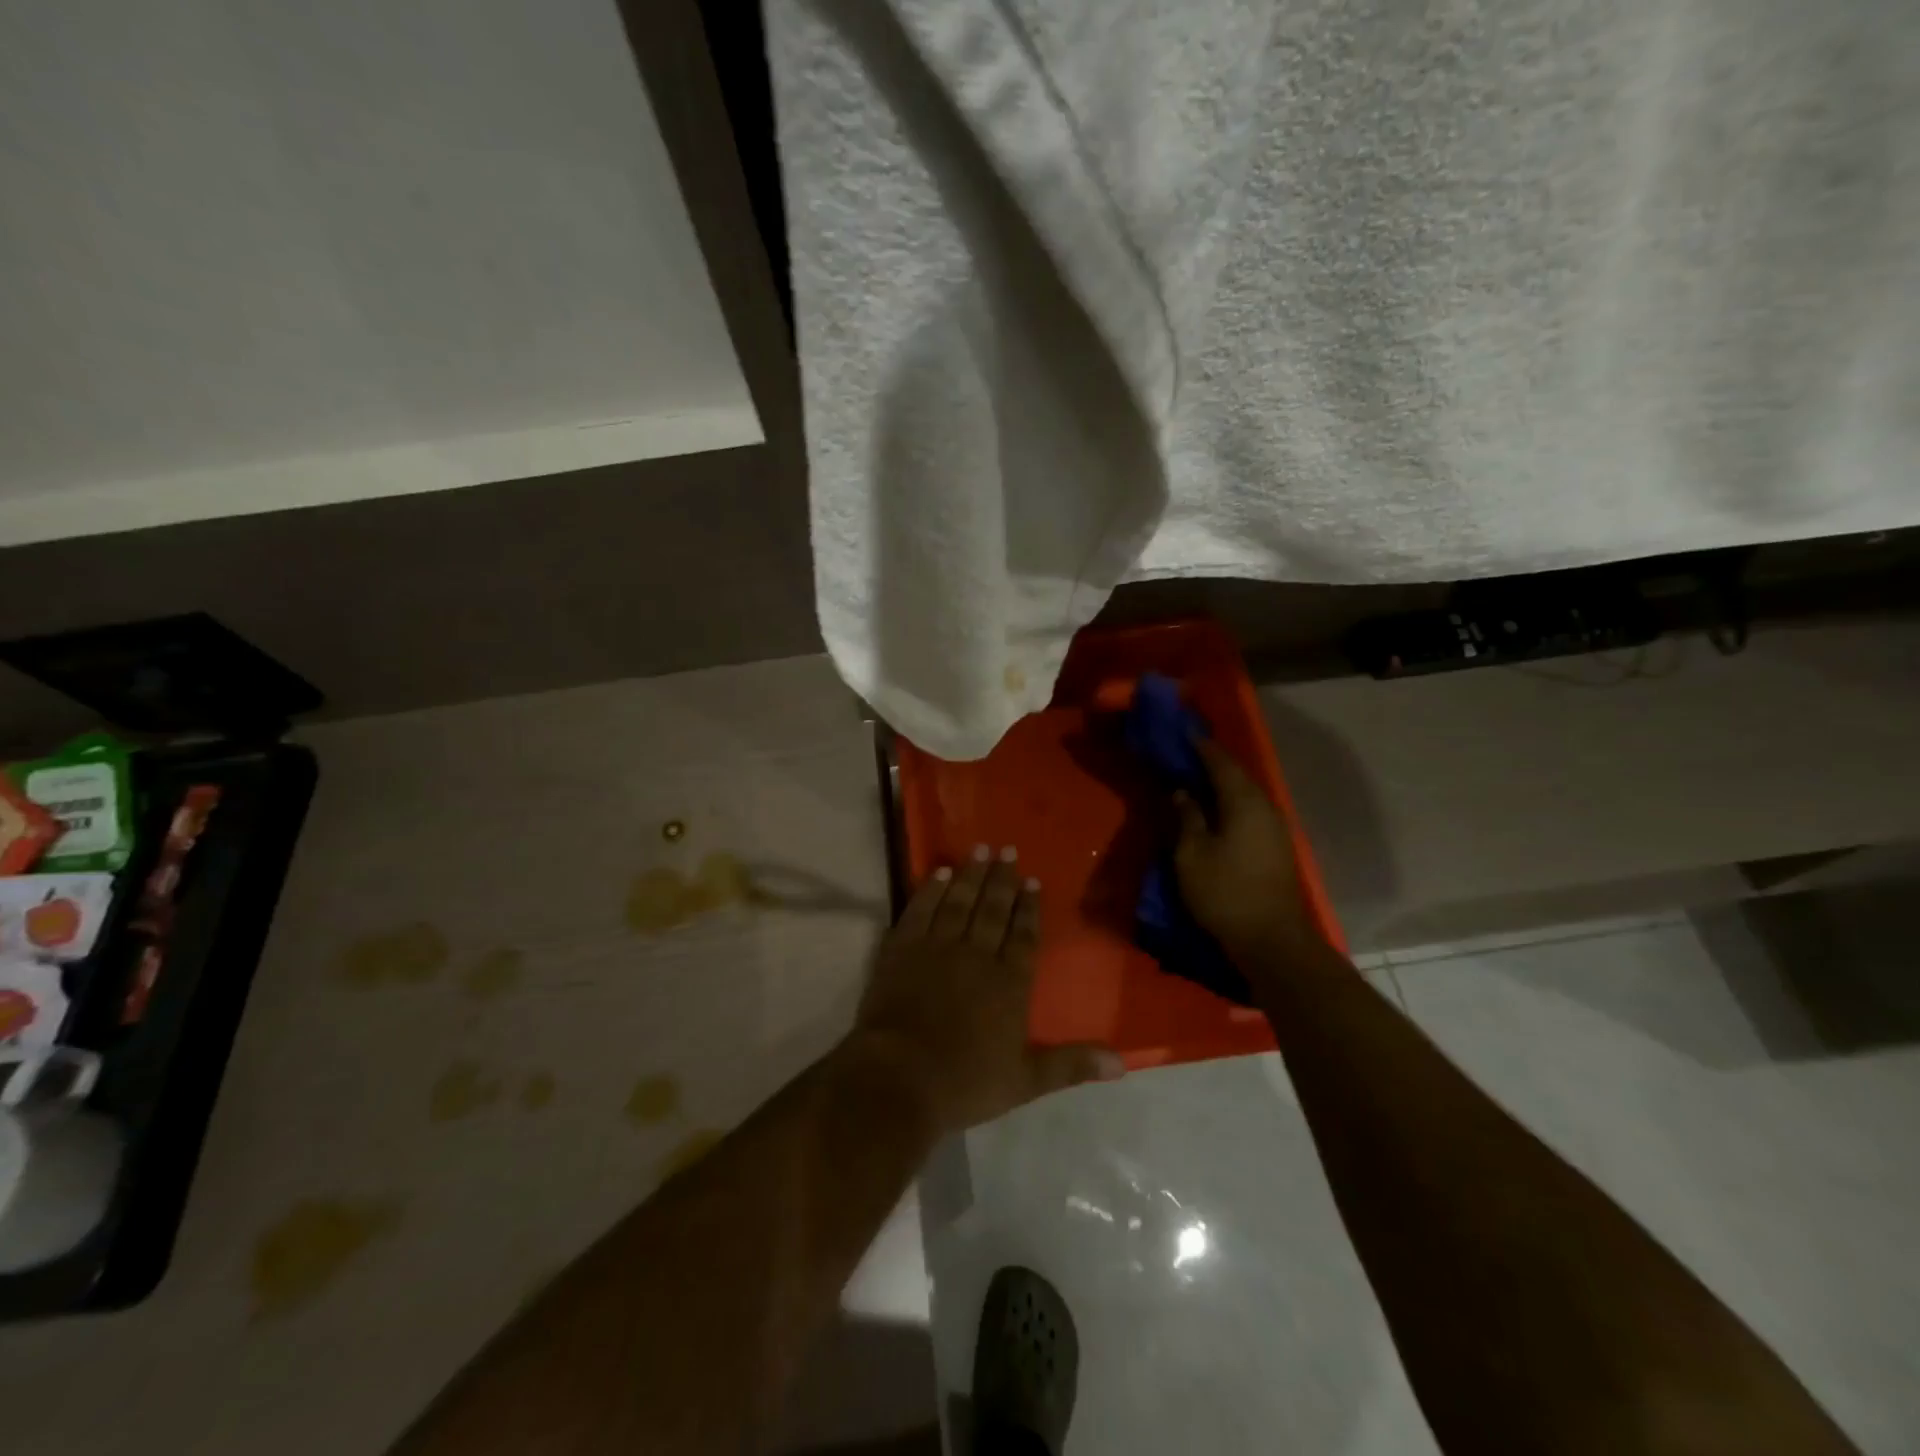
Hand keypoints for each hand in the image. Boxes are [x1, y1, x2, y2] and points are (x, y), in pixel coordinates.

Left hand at [849, 849, 1122, 1133]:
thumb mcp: (1026, 1080)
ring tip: (980, 849)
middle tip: (1007, 849)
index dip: (1029, 908)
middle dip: (1002, 879)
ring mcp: (937, 947)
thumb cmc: (966, 1081)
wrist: (900, 1076)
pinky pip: (921, 909)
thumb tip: (1123, 1063)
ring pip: (960, 902)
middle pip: (992, 910)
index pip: (1024, 936)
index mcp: (1009, 982)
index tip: (1032, 880)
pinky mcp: (902, 948)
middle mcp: (977, 954)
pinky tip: (940, 873)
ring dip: (972, 875)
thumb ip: (1072, 1064)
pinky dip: (931, 889)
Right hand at [1173, 738, 1316, 957]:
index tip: (1184, 733)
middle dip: (1213, 764)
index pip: (1221, 763)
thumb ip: (1187, 817)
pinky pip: (1250, 813)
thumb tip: (1182, 792)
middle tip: (1187, 755)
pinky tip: (1215, 812)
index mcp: (1244, 802)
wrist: (1271, 940)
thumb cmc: (1225, 892)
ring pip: (1246, 796)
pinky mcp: (1276, 848)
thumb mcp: (1192, 854)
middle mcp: (1265, 808)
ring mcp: (1275, 829)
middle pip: (1238, 777)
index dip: (1201, 747)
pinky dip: (1231, 805)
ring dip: (1222, 786)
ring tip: (1197, 781)